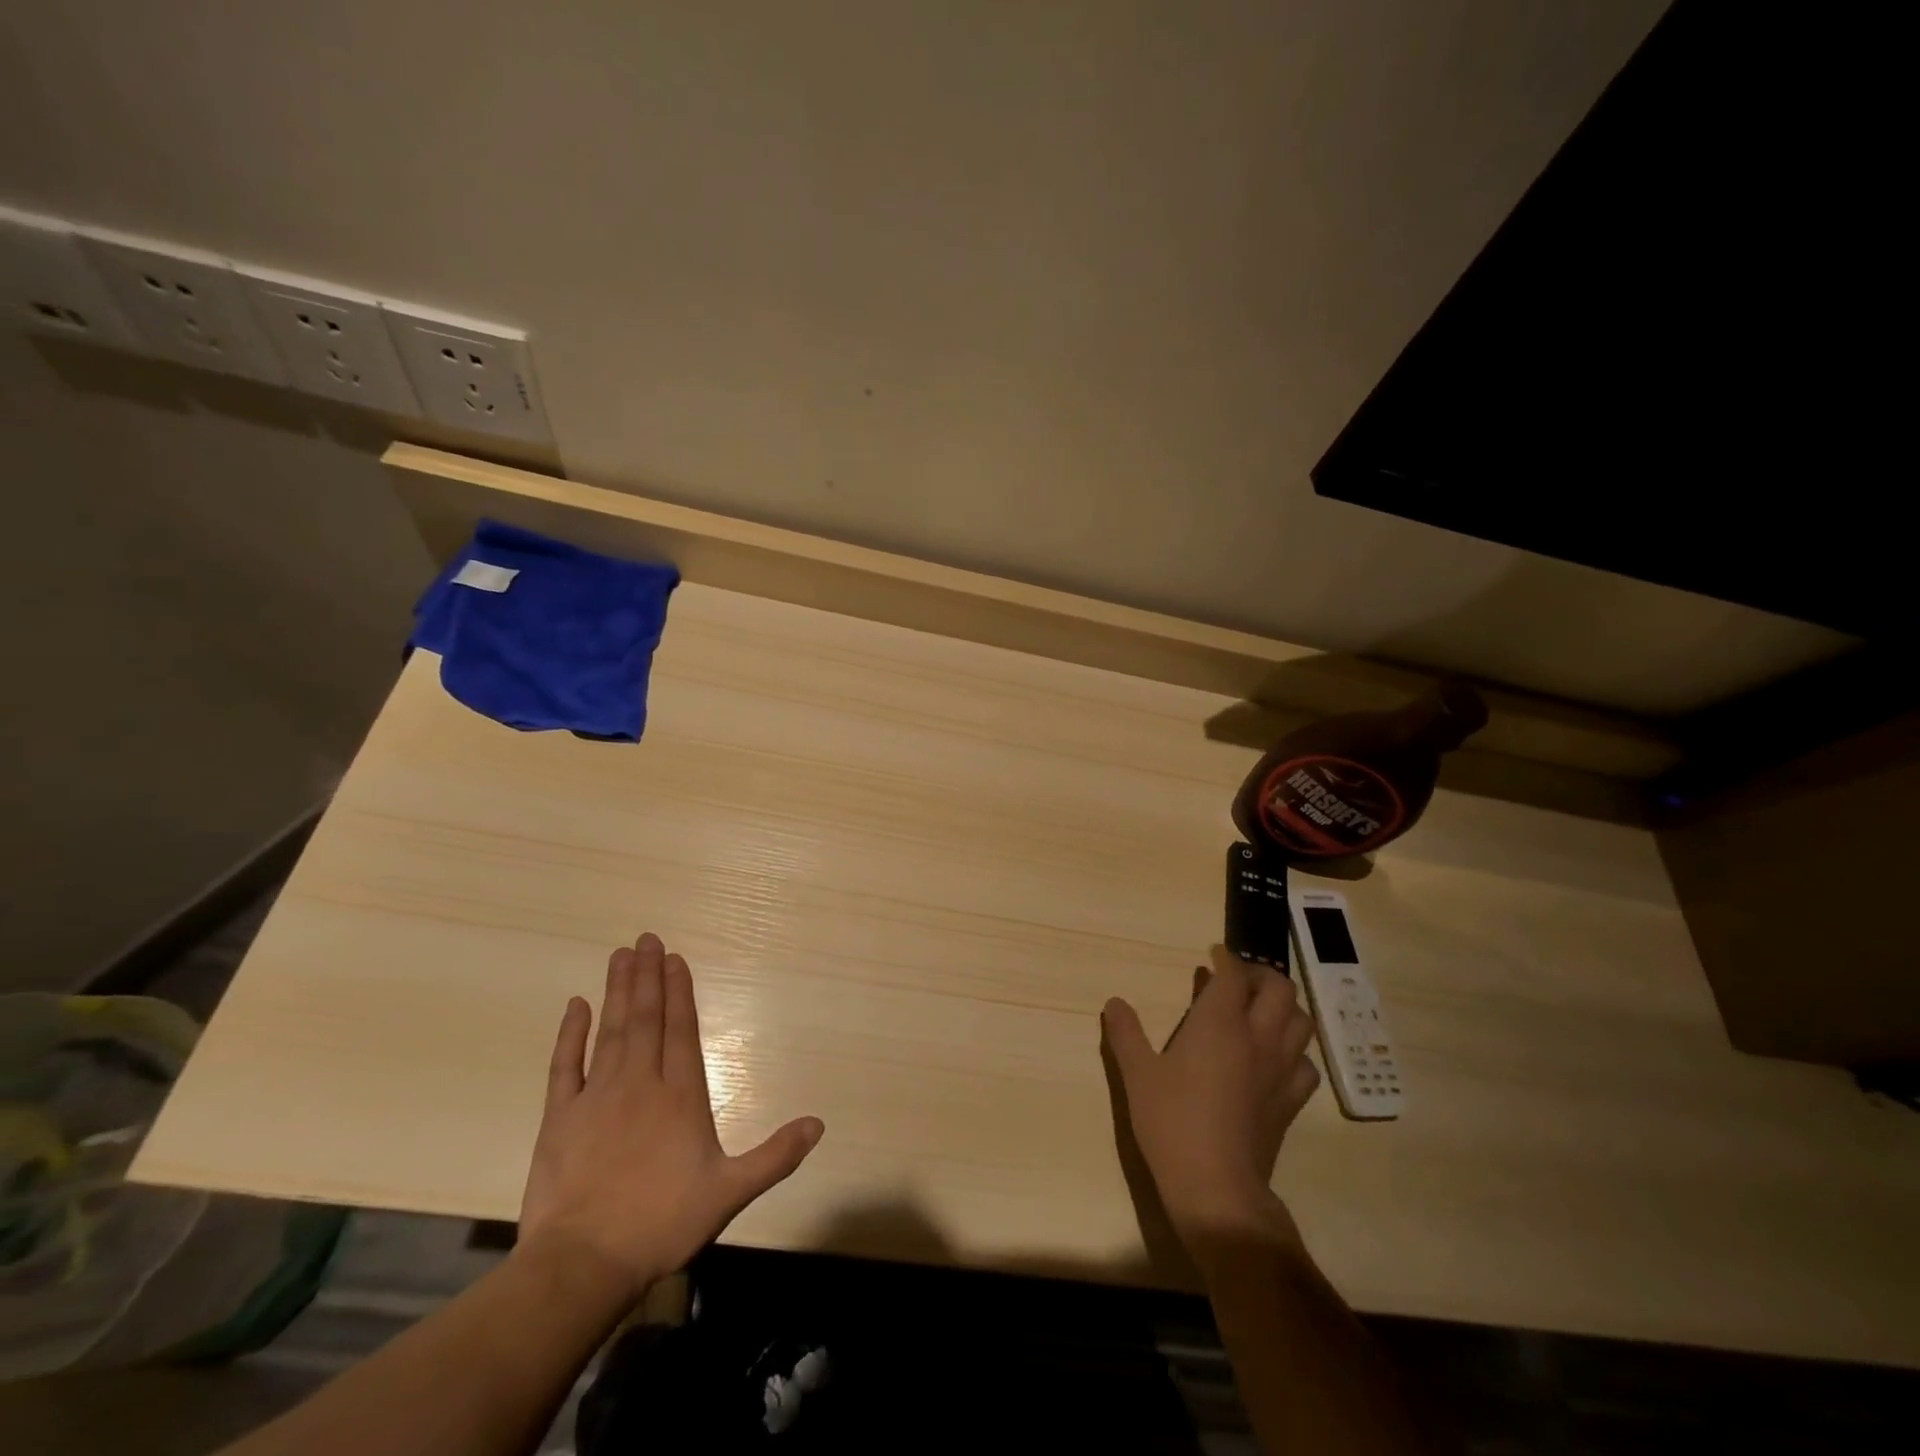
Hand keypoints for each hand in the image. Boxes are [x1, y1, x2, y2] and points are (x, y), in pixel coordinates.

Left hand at [518, 932, 824, 1302]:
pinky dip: (570, 1034)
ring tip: (620, 956)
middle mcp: (640, 1084)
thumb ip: (775, 1155)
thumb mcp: (730, 1192)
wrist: (582, 1265)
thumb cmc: (662, 1223)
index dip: (680, 992)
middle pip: (645, 1019)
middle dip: (648, 977)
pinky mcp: (559, 1118)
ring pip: (610, 1031)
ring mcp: (597, 1097)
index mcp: (680, 1096)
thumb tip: (819, 1124)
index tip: (675, 959)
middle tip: (646, 939)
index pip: (681, 1030)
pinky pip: (565, 1066)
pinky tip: (575, 1005)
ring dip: (617, 991)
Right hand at [1102, 946, 1319, 1252]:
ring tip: (1259, 1013)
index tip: (1214, 953)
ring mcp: (1280, 1070)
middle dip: (1261, 976)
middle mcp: (1257, 1038)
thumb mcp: (1137, 1075)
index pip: (1233, 974)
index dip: (1226, 958)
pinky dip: (1294, 1052)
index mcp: (1219, 1024)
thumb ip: (1125, 1033)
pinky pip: (1306, 1064)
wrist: (1216, 1187)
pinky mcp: (1291, 1102)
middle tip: (1238, 981)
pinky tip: (1274, 1060)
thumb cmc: (1172, 1123)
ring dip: (1283, 1009)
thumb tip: (1114, 1002)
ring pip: (1301, 1022)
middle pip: (1279, 989)